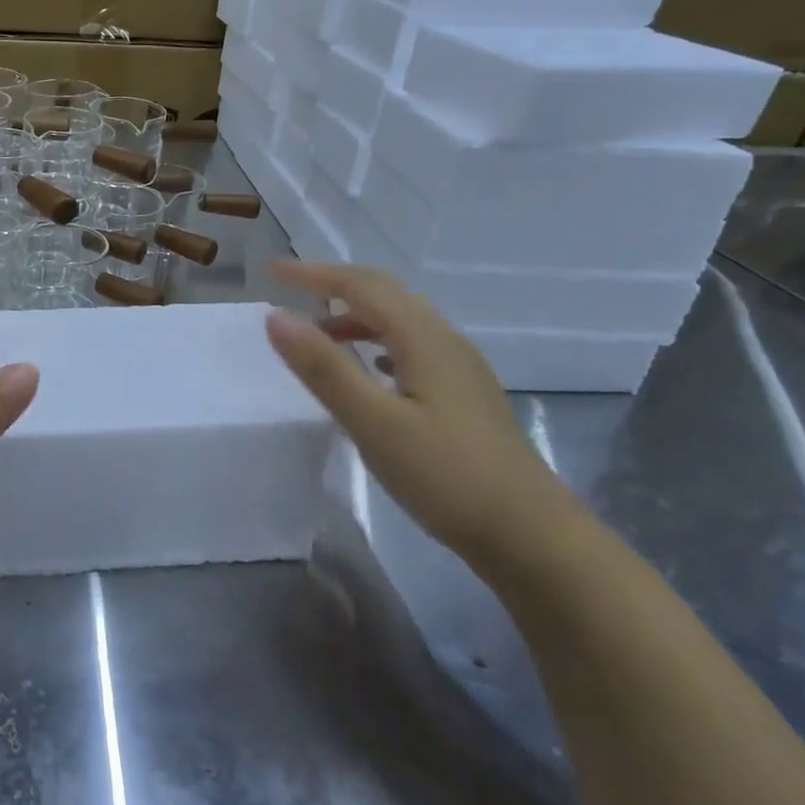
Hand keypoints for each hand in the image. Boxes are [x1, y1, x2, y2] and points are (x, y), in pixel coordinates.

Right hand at [264, 261, 580, 567]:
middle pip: (385, 294)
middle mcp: (445, 341)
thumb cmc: (446, 476)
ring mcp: (460, 368)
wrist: (531, 535)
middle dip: (335, 285)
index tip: (272, 270)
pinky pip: (413, 347)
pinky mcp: (464, 394)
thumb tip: (276, 316)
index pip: (361, 286)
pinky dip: (378, 342)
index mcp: (423, 339)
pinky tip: (370, 368)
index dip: (314, 273)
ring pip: (401, 320)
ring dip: (356, 315)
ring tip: (318, 335)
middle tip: (291, 291)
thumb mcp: (373, 423)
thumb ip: (324, 368)